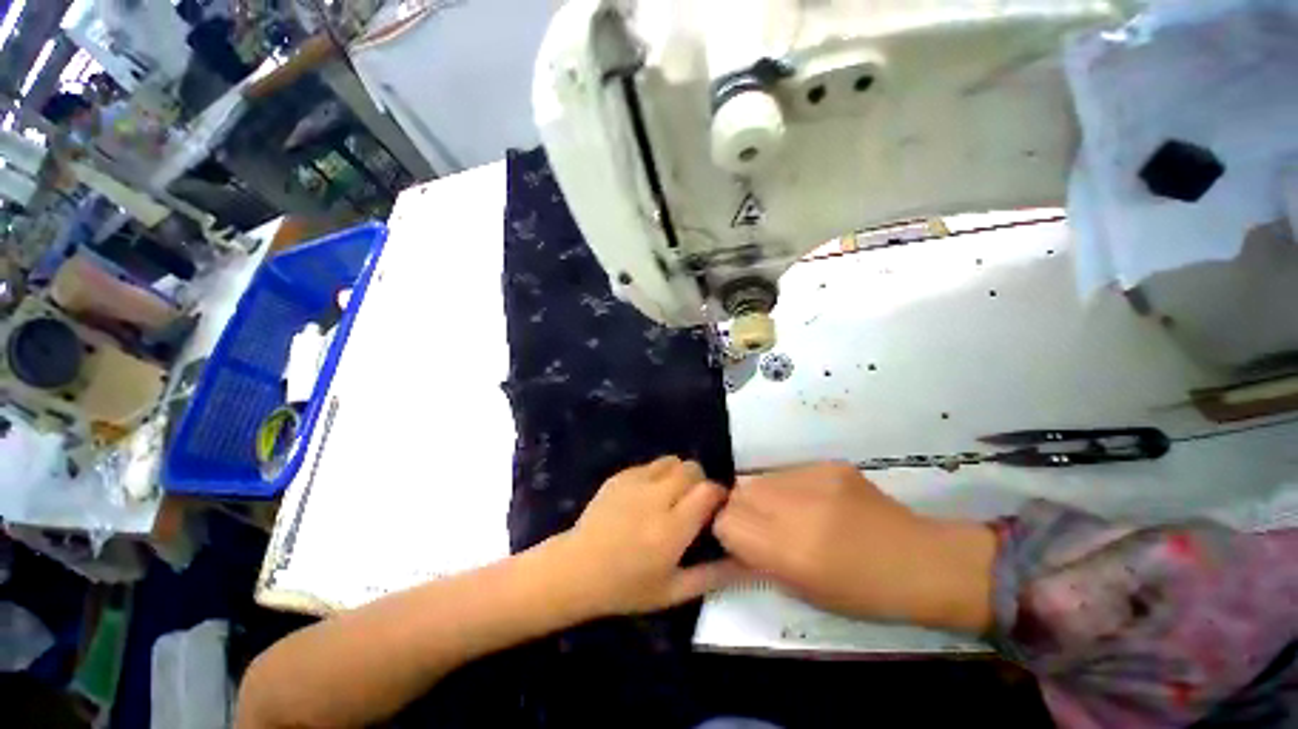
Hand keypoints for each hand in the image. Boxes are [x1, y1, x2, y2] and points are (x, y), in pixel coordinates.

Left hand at [555, 456, 743, 616]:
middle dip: (699, 482)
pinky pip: (650, 465)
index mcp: (671, 529)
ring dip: (679, 474)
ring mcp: (635, 483)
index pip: (708, 491)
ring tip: (671, 495)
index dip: (718, 494)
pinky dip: (657, 475)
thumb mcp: (673, 592)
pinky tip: (647, 495)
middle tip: (692, 503)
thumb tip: (747, 564)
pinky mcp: (620, 476)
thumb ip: (713, 576)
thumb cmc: (626, 587)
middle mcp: (656, 499)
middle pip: (692, 469)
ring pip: (672, 461)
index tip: (716, 507)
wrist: (577, 569)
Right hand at [713, 463, 996, 633]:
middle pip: (739, 494)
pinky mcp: (828, 464)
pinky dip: (789, 487)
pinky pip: (788, 473)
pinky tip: (813, 502)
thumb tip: (732, 537)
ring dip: (764, 496)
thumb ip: (760, 559)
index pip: (726, 521)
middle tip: (761, 526)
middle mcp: (797, 507)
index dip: (726, 530)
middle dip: (740, 510)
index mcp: (791, 550)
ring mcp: (814, 479)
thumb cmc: (864, 594)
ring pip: (761, 479)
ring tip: (788, 513)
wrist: (922, 561)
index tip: (738, 540)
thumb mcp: (805, 591)